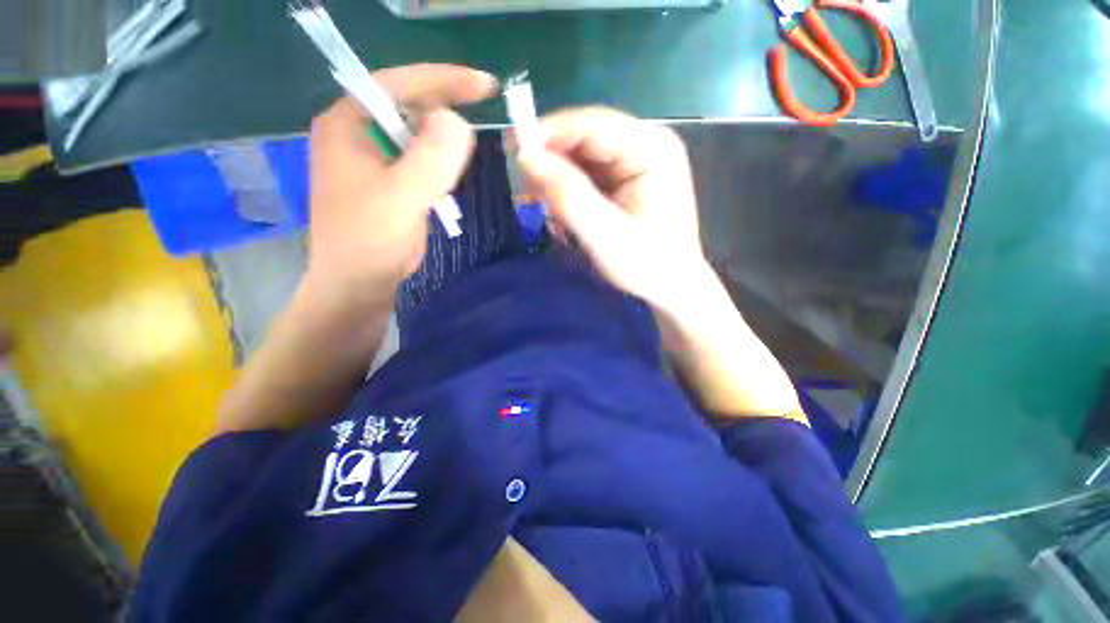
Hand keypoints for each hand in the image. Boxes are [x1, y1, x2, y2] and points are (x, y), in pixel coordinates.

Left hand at [307, 64, 497, 306]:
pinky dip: (442, 166)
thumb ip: (429, 159)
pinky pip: (421, 161)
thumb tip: (459, 121)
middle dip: (447, 112)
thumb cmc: (368, 243)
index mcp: (347, 125)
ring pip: (419, 136)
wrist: (357, 286)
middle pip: (409, 106)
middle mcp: (358, 134)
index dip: (444, 80)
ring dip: (446, 144)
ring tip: (468, 155)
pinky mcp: (389, 182)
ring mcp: (374, 160)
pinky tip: (451, 181)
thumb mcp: (400, 199)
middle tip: (484, 119)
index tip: (486, 86)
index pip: (397, 84)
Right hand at [517, 107, 706, 307]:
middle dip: (552, 162)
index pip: (593, 125)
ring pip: (582, 158)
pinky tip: (563, 217)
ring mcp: (636, 162)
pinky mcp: (626, 180)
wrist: (672, 288)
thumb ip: (569, 196)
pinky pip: (588, 176)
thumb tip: (527, 157)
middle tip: (525, 189)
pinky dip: (569, 193)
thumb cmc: (647, 266)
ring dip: (558, 182)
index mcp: (653, 149)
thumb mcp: (605, 235)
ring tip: (545, 211)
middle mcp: (646, 145)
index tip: (512, 148)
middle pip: (586, 138)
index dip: (549, 133)